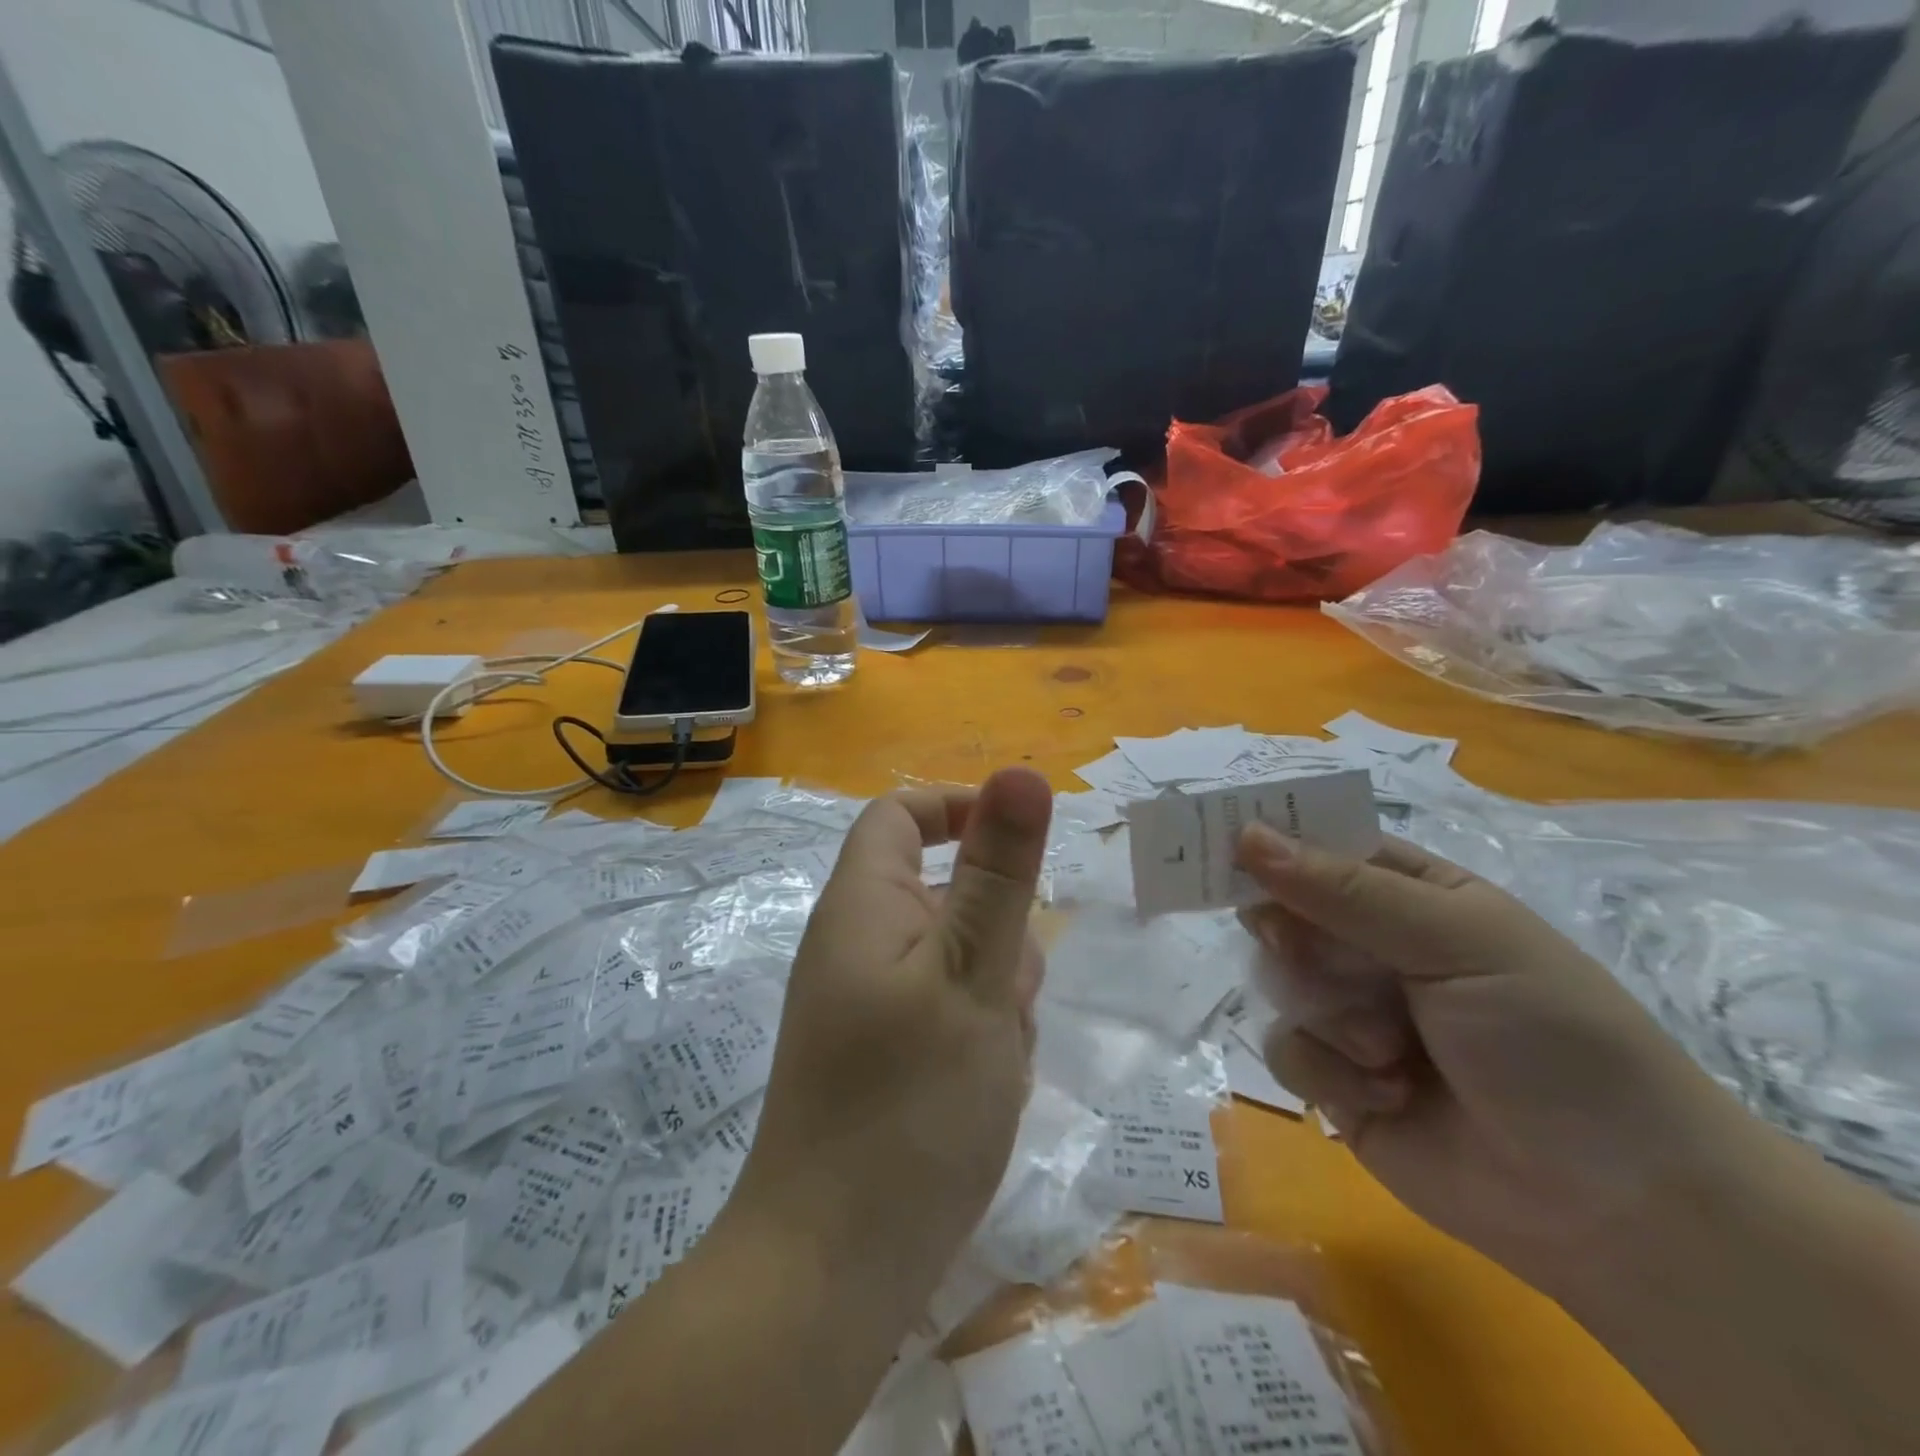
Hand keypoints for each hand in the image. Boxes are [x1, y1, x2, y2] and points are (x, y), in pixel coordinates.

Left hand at [735, 768, 1052, 1294]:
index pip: (902, 816)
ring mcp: (869, 1002)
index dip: (960, 809)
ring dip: (997, 992)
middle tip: (1009, 995)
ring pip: (960, 957)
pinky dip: (980, 1034)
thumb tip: (1021, 772)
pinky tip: (985, 1090)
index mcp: (863, 904)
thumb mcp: (974, 973)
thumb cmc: (909, 1106)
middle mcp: (858, 943)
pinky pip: (949, 1010)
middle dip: (998, 930)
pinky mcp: (885, 1052)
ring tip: (996, 1057)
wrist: (836, 1267)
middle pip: (947, 892)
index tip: (1024, 844)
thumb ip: (1001, 872)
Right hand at [1235, 823, 1754, 1292]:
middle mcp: (1369, 944)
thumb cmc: (1554, 1040)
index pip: (1318, 844)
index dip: (1268, 841)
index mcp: (1408, 893)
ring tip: (1388, 1049)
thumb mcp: (1459, 942)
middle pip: (1280, 910)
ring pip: (1274, 980)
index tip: (1218, 845)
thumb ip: (1344, 890)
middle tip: (1311, 954)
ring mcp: (1348, 1010)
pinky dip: (1328, 1070)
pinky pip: (1283, 1047)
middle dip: (1294, 938)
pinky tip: (1386, 1094)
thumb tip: (1243, 836)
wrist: (1617, 1208)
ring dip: (1325, 1013)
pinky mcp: (1333, 1076)